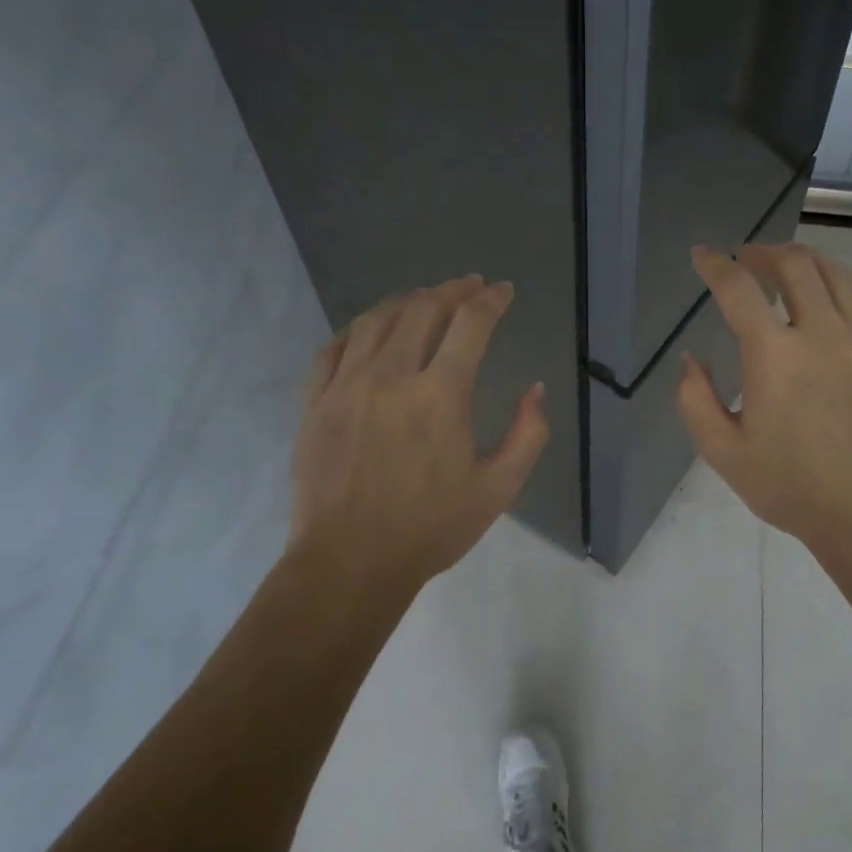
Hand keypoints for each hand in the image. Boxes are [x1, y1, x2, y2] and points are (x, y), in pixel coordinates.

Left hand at [286, 275, 548, 596]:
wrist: (349, 564)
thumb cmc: (429, 529)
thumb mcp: (498, 490)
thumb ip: (528, 435)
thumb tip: (536, 389)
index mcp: (440, 396)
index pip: (470, 325)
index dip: (490, 300)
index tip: (502, 291)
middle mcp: (391, 377)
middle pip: (422, 309)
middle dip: (452, 290)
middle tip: (469, 287)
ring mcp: (345, 387)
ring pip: (376, 320)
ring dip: (406, 302)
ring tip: (424, 300)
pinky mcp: (315, 403)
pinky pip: (333, 348)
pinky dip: (358, 329)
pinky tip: (370, 331)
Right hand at [677, 243, 851, 560]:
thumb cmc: (791, 488)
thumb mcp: (723, 453)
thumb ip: (695, 400)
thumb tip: (692, 360)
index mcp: (774, 355)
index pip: (738, 289)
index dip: (715, 266)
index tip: (703, 256)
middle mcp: (822, 333)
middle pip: (794, 265)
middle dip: (763, 253)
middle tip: (747, 260)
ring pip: (836, 274)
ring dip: (805, 261)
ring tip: (789, 268)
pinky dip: (849, 283)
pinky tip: (838, 290)